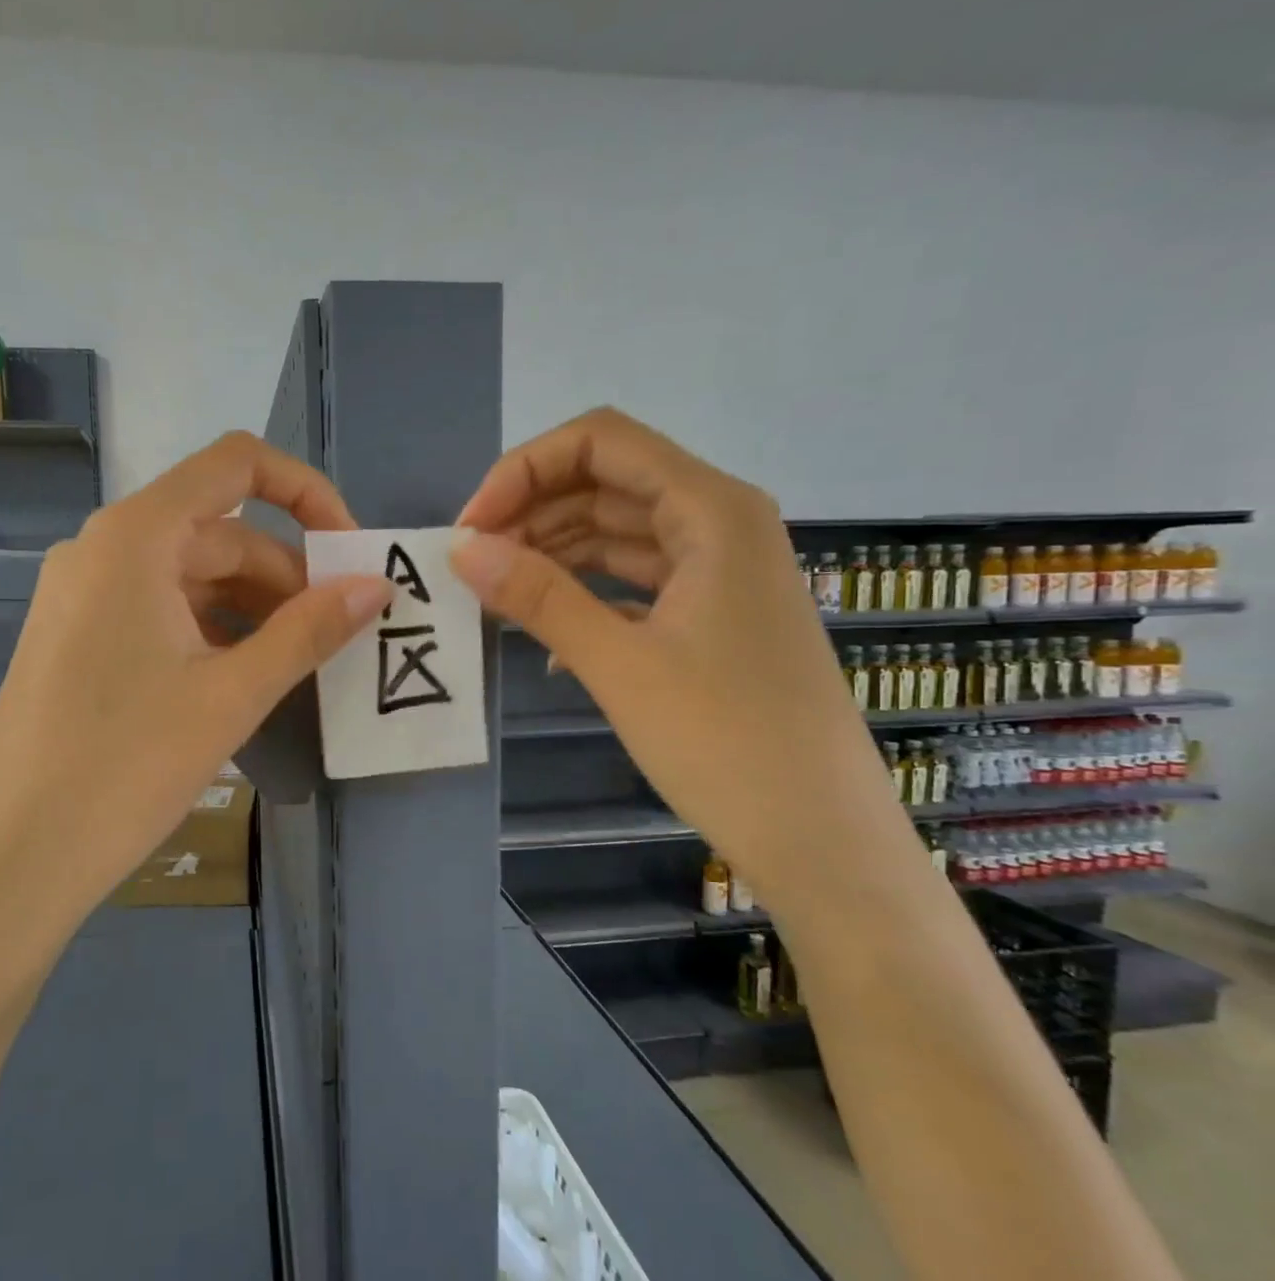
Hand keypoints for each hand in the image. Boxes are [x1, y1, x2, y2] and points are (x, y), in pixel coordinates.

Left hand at [0, 431, 389, 927]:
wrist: (17, 857)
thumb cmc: (126, 767)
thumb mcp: (231, 695)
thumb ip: (309, 630)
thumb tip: (377, 586)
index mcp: (135, 537)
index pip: (236, 464)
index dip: (305, 492)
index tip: (349, 552)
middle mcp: (102, 548)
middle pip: (218, 532)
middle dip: (286, 574)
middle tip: (336, 632)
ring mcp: (84, 594)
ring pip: (191, 576)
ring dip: (253, 607)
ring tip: (298, 662)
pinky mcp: (78, 637)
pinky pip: (161, 610)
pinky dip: (212, 630)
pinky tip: (242, 677)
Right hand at [450, 408, 913, 910]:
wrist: (820, 837)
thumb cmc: (725, 741)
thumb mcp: (618, 663)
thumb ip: (538, 595)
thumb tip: (460, 547)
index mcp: (711, 511)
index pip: (600, 443)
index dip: (525, 470)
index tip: (473, 527)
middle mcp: (721, 524)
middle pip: (607, 483)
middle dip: (532, 511)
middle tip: (472, 564)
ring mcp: (720, 572)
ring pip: (618, 532)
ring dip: (553, 551)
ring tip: (495, 592)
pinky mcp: (713, 616)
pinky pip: (634, 580)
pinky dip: (585, 592)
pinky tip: (544, 632)